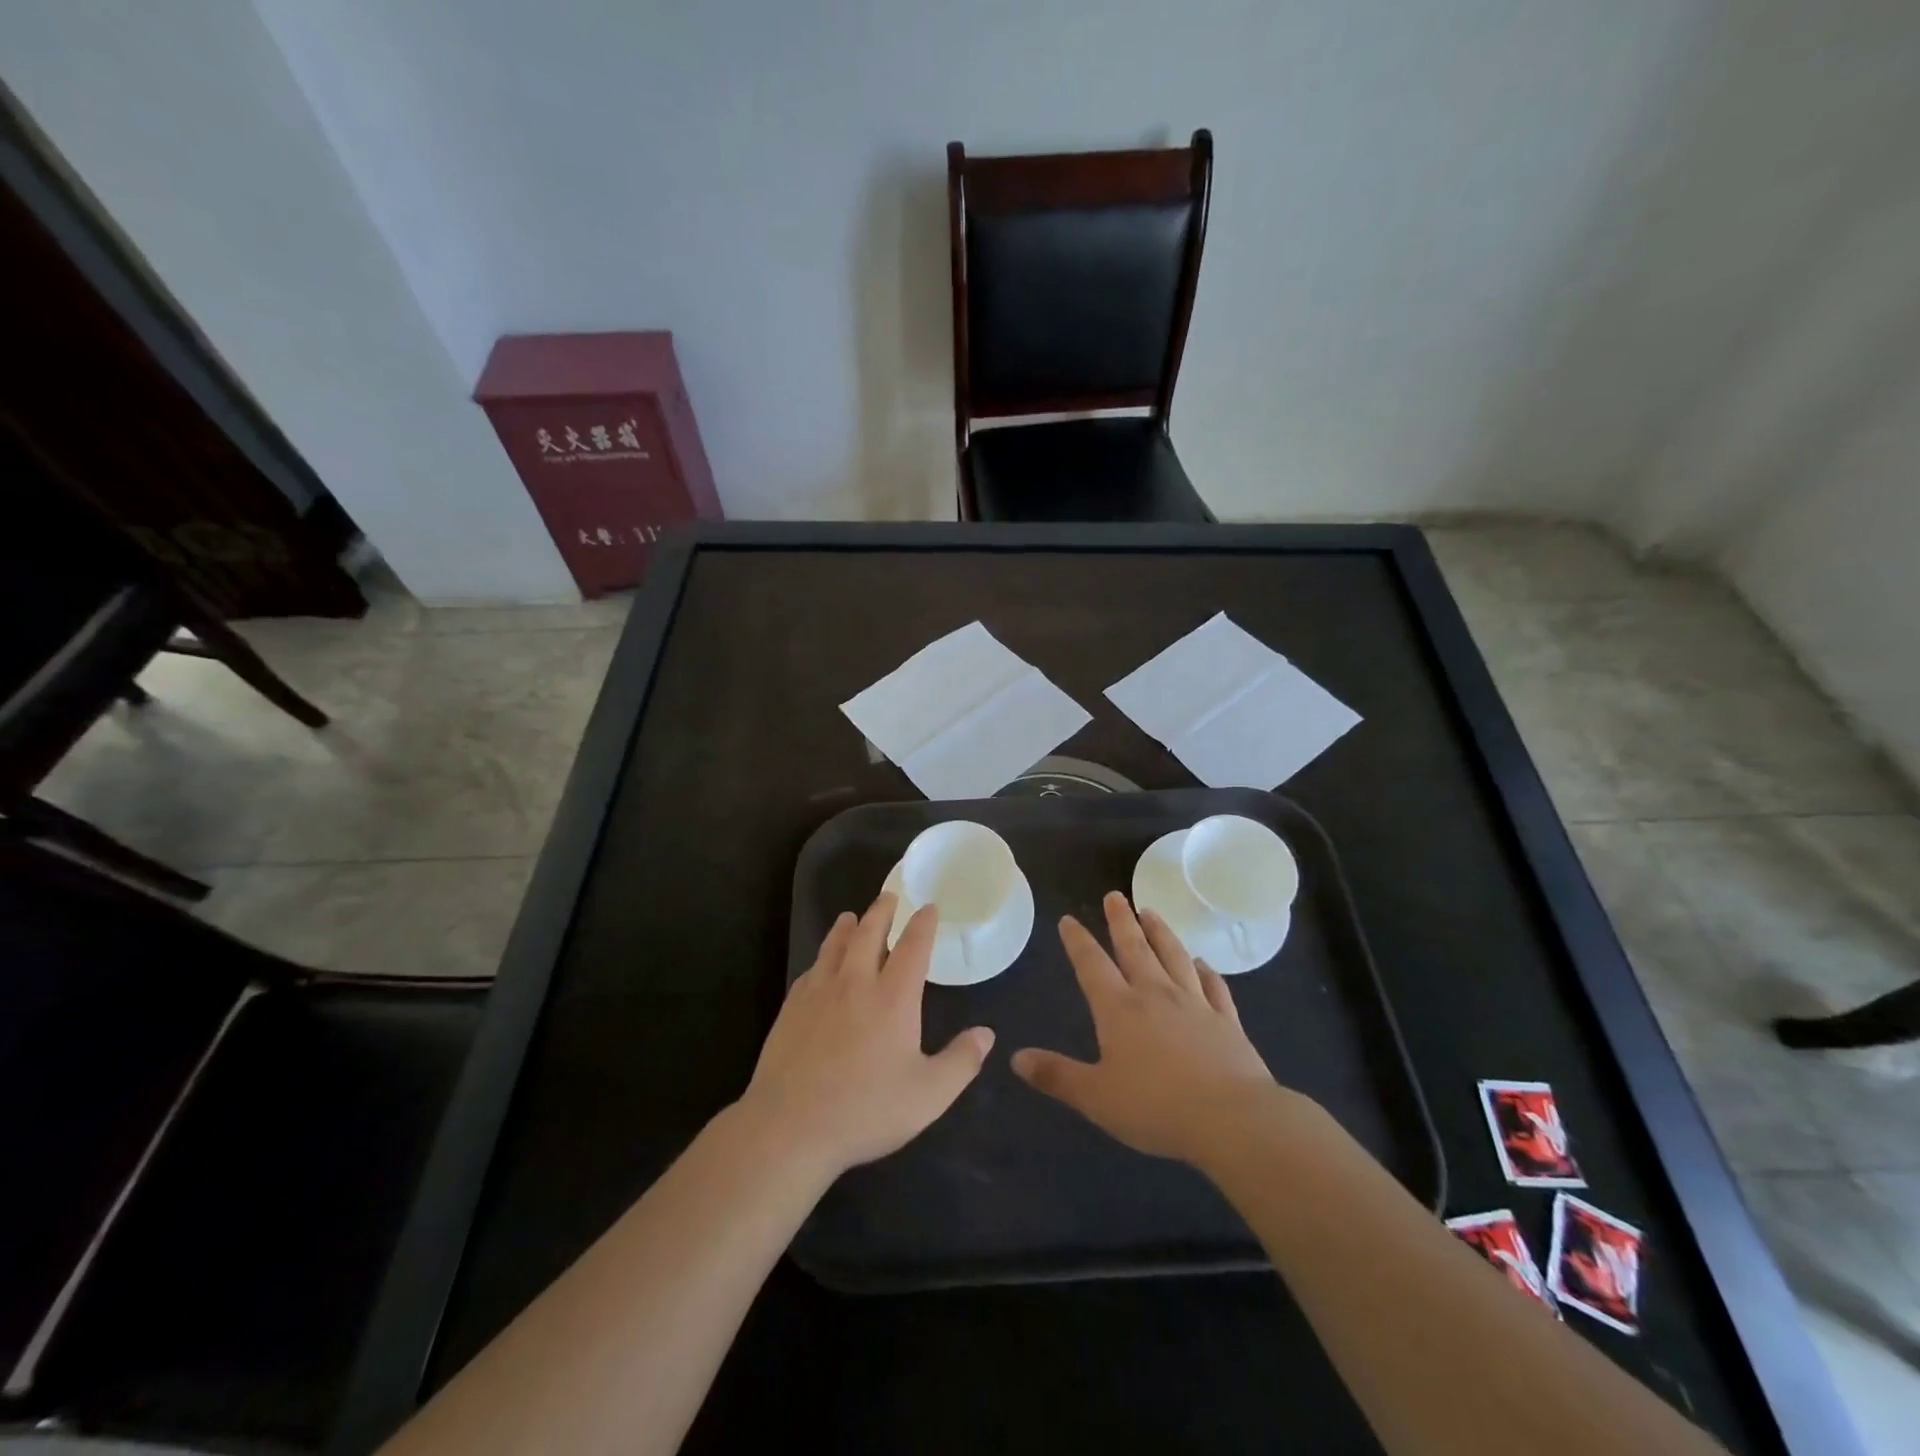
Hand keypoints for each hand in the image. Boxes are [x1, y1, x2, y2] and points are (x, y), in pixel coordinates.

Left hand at [736, 894, 993, 1181]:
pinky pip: (811, 971)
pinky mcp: (791, 1009)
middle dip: (882, 912)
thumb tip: (986, 1034)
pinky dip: (821, 958)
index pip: (913, 947)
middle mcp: (856, 983)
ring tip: (850, 917)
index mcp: (893, 998)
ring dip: (846, 927)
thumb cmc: (865, 1110)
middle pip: (869, 934)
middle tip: (889, 896)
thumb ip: (961, 1062)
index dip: (923, 924)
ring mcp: (819, 993)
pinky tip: (820, 964)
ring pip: (834, 946)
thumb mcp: (928, 1095)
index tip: (928, 908)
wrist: (789, 1127)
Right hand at [1012, 891, 1279, 1164]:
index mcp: (1119, 1009)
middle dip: (1121, 920)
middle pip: (1135, 948)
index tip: (1069, 919)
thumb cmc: (1156, 1108)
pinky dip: (1206, 970)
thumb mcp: (1096, 1097)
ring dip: (1161, 932)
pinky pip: (1214, 986)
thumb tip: (1016, 1058)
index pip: (1092, 965)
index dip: (1078, 941)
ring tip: (1151, 912)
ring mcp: (1195, 1004)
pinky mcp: (1226, 1021)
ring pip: (1174, 956)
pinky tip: (1202, 962)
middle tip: (1115, 895)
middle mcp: (1156, 995)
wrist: (1232, 1119)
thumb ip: (1057, 1075)